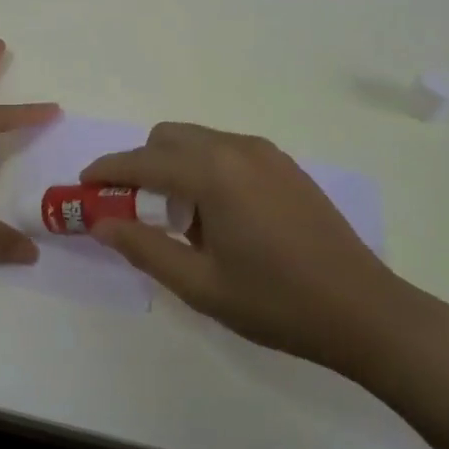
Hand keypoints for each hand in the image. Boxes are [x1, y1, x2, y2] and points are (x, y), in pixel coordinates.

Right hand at [81, 123, 427, 377]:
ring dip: (174, 166)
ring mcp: (266, 153)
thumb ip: (144, 248)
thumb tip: (101, 223)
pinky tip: (219, 216)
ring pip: (198, 140)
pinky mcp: (285, 165)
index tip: (82, 185)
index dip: (107, 170)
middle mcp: (236, 148)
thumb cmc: (277, 302)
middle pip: (168, 138)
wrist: (366, 311)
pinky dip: (205, 168)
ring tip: (181, 220)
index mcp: (213, 173)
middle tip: (134, 209)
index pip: (142, 161)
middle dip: (140, 164)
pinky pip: (227, 150)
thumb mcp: (200, 285)